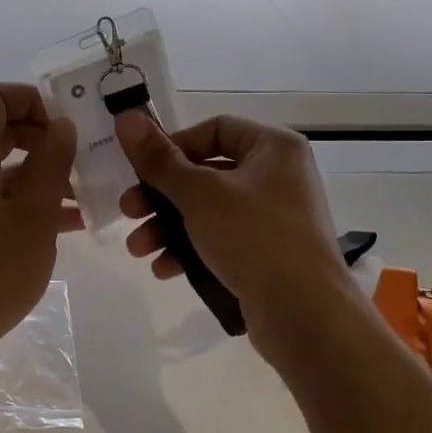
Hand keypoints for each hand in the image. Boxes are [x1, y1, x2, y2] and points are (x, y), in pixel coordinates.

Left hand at [0, 82, 80, 363]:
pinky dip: (26, 200)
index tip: (64, 126)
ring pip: (0, 167)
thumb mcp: (34, 212)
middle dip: (42, 138)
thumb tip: (61, 125)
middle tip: (80, 157)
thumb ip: (51, 160)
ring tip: (84, 195)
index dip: (30, 100)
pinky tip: (65, 224)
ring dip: (40, 173)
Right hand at [115, 110, 355, 354]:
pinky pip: (222, 240)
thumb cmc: (254, 237)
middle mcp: (278, 177)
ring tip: (138, 249)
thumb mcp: (199, 194)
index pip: (215, 129)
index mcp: (274, 148)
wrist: (305, 315)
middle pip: (206, 173)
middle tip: (128, 212)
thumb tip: (126, 117)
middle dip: (161, 196)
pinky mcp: (268, 254)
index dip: (175, 146)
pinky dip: (192, 250)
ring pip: (209, 211)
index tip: (144, 170)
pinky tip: (165, 269)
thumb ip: (159, 159)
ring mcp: (275, 218)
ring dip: (168, 227)